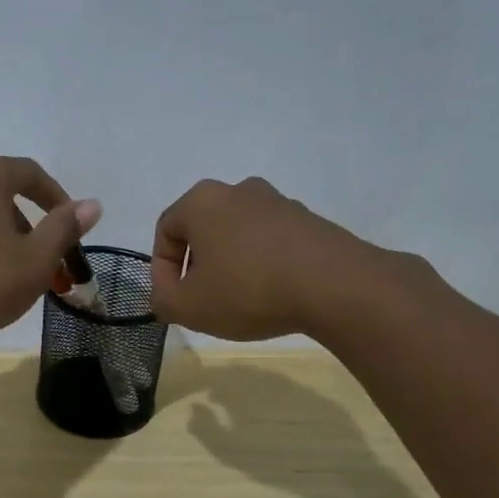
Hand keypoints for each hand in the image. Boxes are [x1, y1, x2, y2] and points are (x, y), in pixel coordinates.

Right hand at [149, 176, 396, 341]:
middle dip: (197, 266)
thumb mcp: (189, 307)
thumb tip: (164, 295)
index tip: (172, 300)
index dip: (162, 270)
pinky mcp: (309, 221)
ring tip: (239, 302)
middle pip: (203, 230)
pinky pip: (271, 243)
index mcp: (202, 201)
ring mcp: (278, 202)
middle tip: (202, 301)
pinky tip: (272, 295)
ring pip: (238, 236)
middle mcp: (238, 190)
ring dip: (231, 265)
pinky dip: (263, 266)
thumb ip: (163, 300)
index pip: (166, 231)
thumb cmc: (248, 289)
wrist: (336, 286)